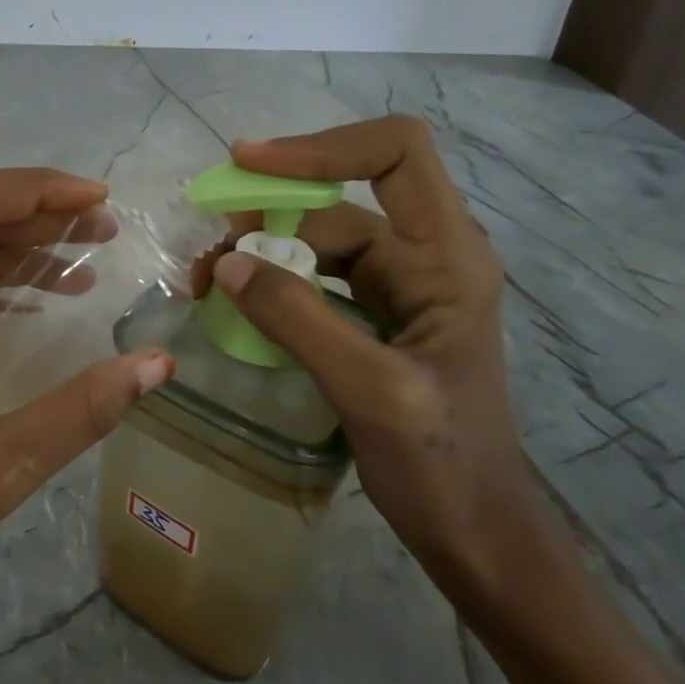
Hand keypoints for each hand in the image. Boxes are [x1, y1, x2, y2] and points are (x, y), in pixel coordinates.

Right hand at [199, 116, 542, 613]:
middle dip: (267, 216)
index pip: (395, 153)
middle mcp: (425, 255)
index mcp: (447, 255)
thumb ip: (298, 318)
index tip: (248, 165)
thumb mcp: (370, 389)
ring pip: (317, 240)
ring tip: (207, 286)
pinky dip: (272, 283)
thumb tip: (226, 262)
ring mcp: (400, 285)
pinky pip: (315, 278)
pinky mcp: (376, 315)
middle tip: (207, 259)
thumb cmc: (443, 465)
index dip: (321, 147)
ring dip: (260, 253)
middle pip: (337, 201)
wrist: (477, 537)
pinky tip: (238, 307)